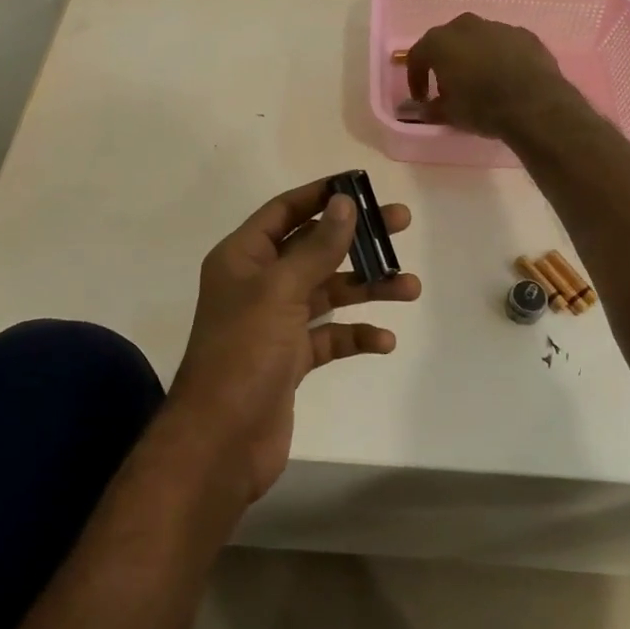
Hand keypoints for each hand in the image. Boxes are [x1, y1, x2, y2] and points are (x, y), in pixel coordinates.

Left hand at [169, 179, 419, 500]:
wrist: (220, 442)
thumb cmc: (244, 352)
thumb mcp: (281, 290)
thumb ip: (317, 247)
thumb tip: (345, 203)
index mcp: (243, 257)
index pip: (285, 211)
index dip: (321, 195)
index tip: (362, 186)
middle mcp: (258, 283)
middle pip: (313, 248)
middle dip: (356, 239)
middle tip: (401, 225)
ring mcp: (274, 323)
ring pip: (327, 292)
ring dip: (366, 288)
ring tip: (410, 287)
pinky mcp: (289, 359)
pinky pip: (329, 336)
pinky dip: (355, 335)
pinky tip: (384, 340)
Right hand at [406, 12, 578, 138]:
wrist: (535, 104)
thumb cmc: (482, 107)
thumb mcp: (450, 114)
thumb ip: (432, 108)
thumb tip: (426, 109)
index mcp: (440, 41)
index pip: (418, 56)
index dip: (416, 78)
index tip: (422, 98)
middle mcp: (466, 26)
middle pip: (448, 40)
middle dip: (446, 60)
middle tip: (449, 85)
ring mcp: (498, 27)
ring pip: (478, 39)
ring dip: (475, 56)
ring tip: (481, 82)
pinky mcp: (525, 34)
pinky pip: (504, 45)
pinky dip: (500, 57)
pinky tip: (507, 78)